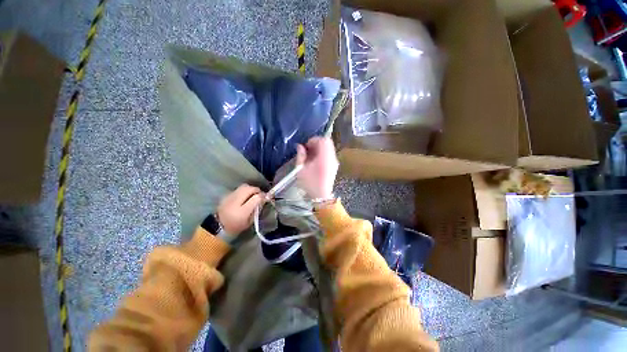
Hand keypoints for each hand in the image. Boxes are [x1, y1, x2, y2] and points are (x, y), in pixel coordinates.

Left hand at [217, 184, 264, 234]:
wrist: (218, 226)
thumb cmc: (237, 226)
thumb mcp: (250, 221)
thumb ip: (257, 209)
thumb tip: (264, 199)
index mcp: (243, 211)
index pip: (256, 198)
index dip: (263, 196)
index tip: (266, 197)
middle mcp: (235, 202)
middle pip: (249, 188)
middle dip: (257, 190)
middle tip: (259, 195)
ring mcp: (230, 197)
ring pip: (244, 186)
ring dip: (250, 189)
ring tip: (252, 194)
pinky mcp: (226, 195)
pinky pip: (238, 189)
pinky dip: (243, 191)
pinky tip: (243, 197)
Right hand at [296, 137, 338, 198]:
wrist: (321, 197)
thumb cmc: (310, 184)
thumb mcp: (301, 170)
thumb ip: (300, 156)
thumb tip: (300, 146)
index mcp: (324, 157)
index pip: (323, 140)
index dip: (313, 140)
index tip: (306, 146)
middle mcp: (332, 158)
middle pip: (327, 143)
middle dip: (316, 143)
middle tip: (307, 150)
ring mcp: (334, 162)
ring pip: (328, 148)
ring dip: (319, 148)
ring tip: (310, 156)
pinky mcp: (334, 166)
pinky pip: (329, 154)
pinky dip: (322, 153)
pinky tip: (315, 161)